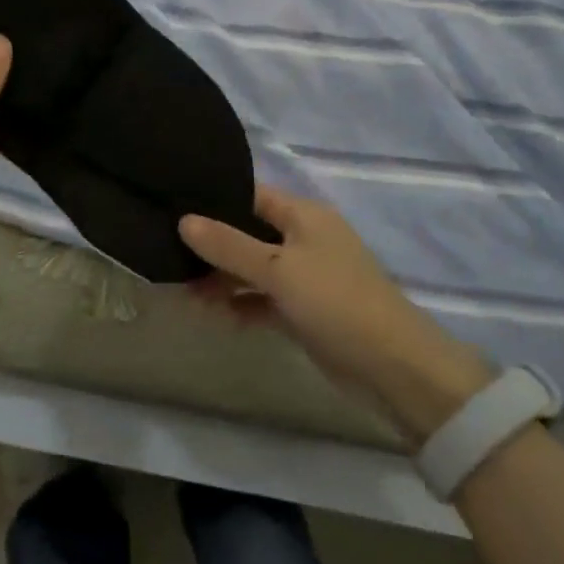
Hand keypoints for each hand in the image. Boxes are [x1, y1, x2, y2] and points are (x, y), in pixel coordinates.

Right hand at [181, 186, 493, 438]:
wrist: (394, 368)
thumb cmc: (335, 302)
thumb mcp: (278, 269)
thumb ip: (229, 245)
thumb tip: (183, 221)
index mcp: (304, 216)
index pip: (250, 195)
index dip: (215, 200)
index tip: (174, 206)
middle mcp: (304, 239)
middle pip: (249, 233)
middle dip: (213, 245)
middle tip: (169, 254)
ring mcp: (306, 277)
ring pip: (254, 269)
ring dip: (223, 279)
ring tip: (185, 291)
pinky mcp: (305, 312)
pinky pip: (264, 299)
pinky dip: (242, 304)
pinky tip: (215, 314)